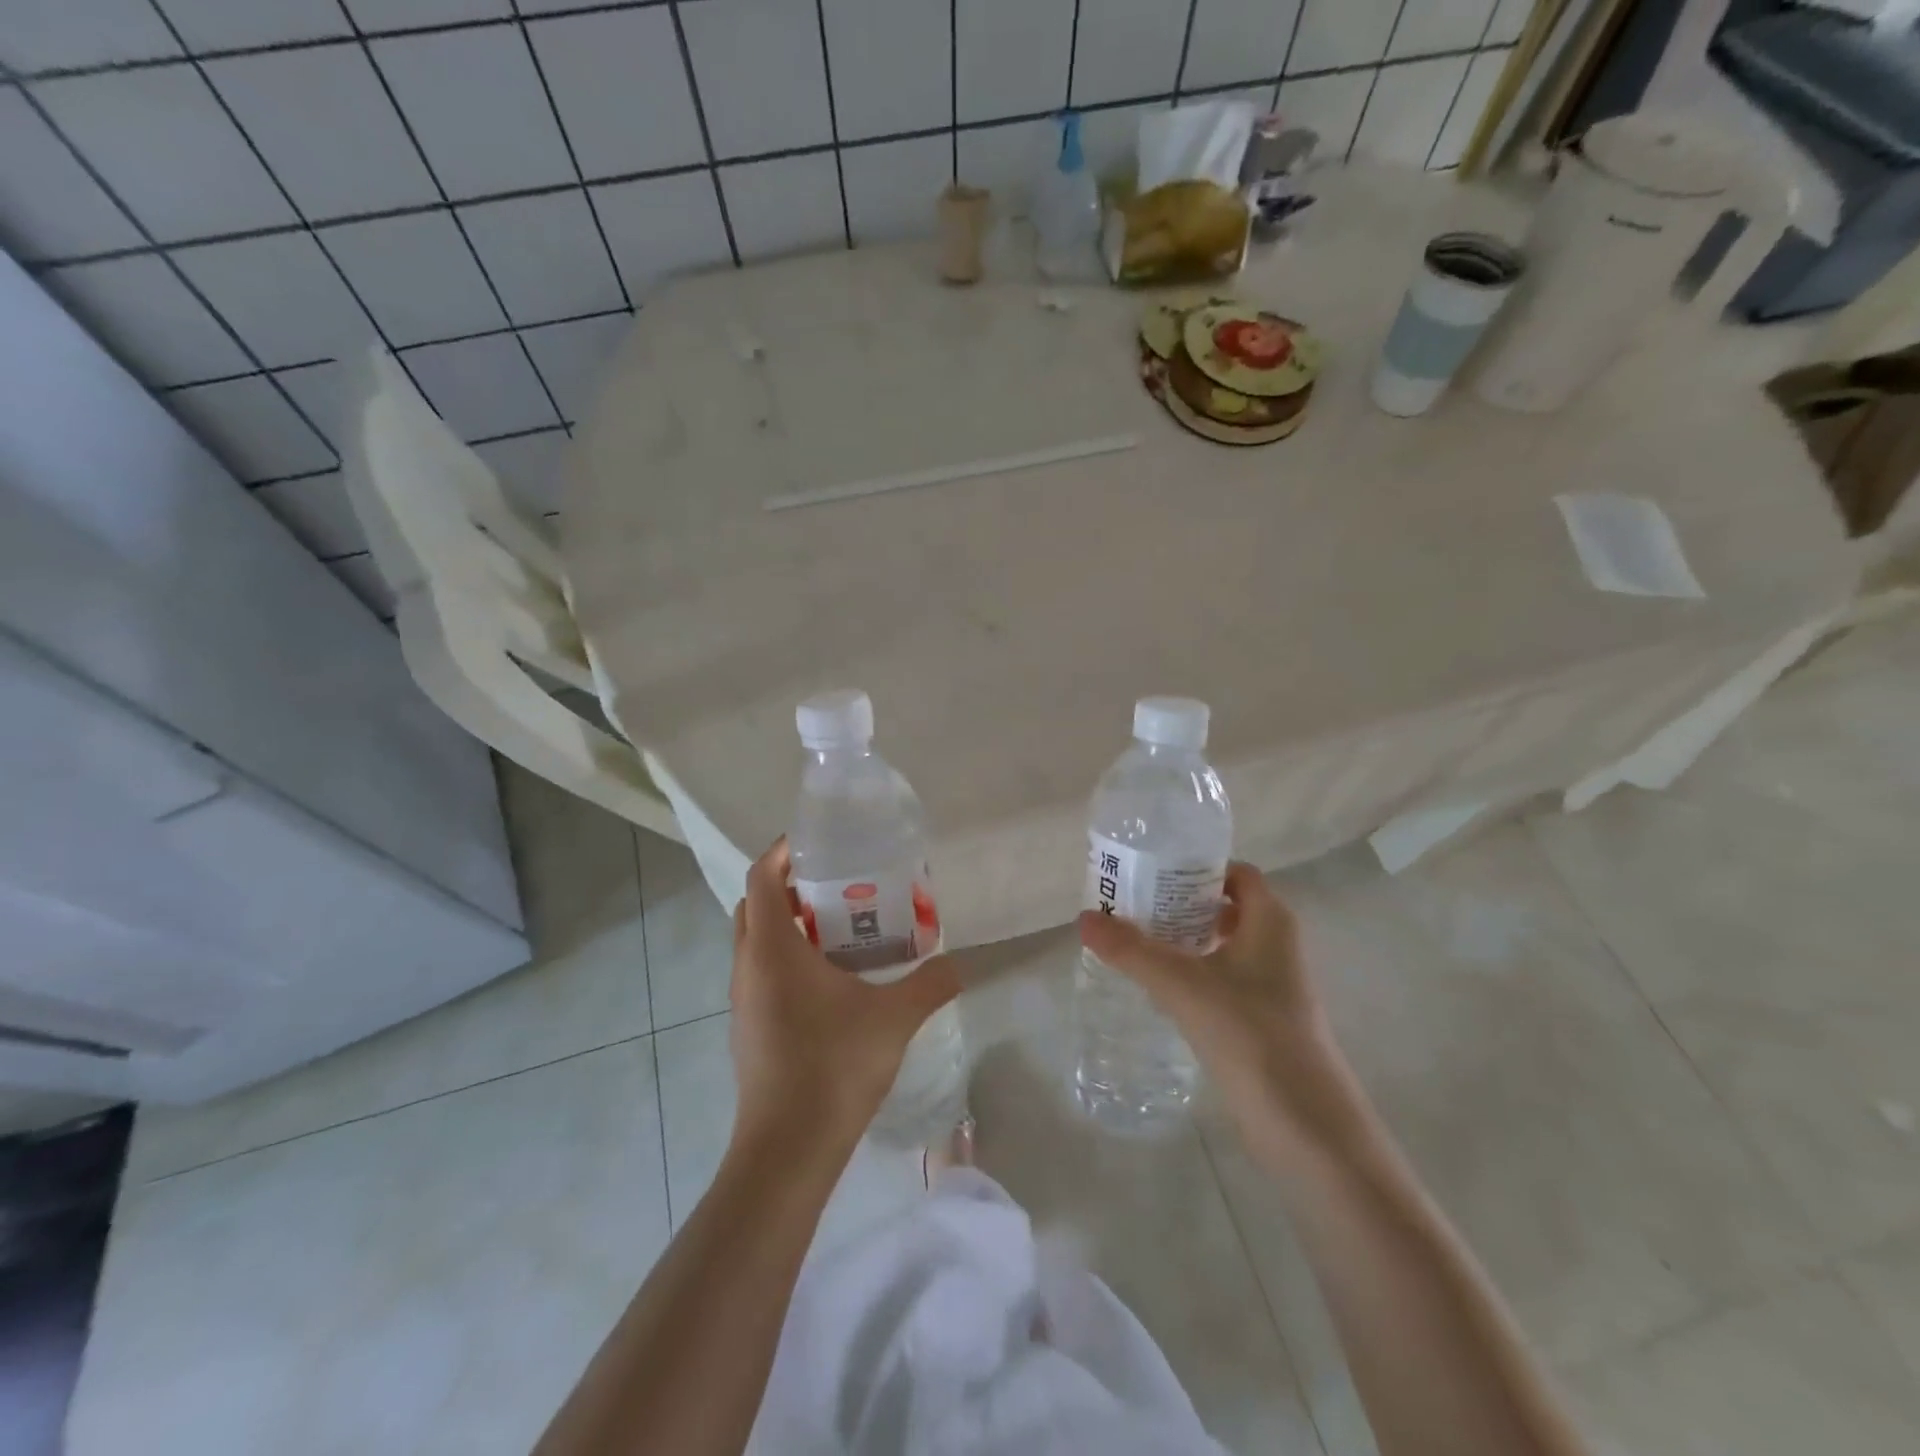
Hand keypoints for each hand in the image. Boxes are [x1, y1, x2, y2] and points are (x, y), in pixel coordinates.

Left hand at [729, 839, 960, 1152]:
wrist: (787, 1148)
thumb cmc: (834, 1066)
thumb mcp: (893, 1018)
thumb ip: (931, 984)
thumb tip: (960, 963)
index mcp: (772, 949)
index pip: (761, 878)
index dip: (782, 852)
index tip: (815, 843)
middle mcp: (747, 967)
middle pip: (754, 906)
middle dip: (787, 887)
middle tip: (834, 885)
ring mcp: (742, 1000)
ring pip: (755, 942)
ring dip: (786, 925)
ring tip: (837, 929)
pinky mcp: (748, 1028)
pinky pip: (760, 973)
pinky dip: (785, 959)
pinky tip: (828, 982)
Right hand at [1078, 863, 1364, 1167]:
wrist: (1306, 1125)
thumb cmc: (1250, 1034)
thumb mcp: (1182, 985)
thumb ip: (1131, 950)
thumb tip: (1084, 918)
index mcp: (1270, 921)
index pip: (1235, 873)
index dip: (1196, 867)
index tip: (1151, 871)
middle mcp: (1277, 944)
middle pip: (1224, 906)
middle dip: (1180, 902)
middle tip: (1132, 904)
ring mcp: (1273, 984)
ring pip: (1222, 944)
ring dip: (1183, 939)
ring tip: (1135, 940)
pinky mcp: (1264, 1018)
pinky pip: (1223, 978)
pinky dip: (1193, 972)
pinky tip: (1159, 987)